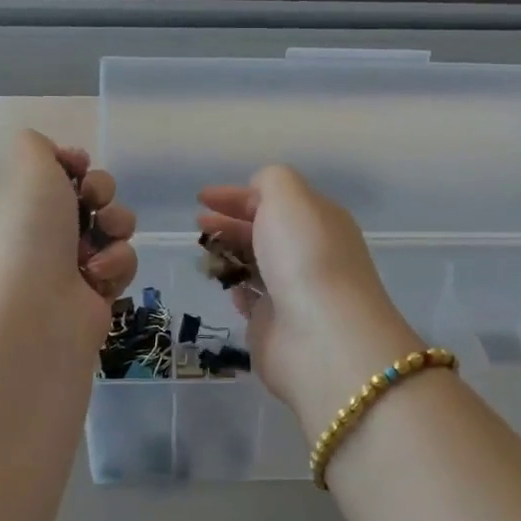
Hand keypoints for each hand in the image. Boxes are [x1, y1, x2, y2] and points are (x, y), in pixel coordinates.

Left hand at [0, 131, 136, 349]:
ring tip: (100, 244)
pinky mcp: (95, 290)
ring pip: (113, 226)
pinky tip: (96, 278)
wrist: (36, 312)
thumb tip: (57, 159)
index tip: (79, 167)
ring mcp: (67, 262)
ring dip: (115, 227)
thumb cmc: (27, 232)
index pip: (54, 170)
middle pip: (90, 193)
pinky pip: (122, 261)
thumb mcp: (26, 166)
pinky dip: (116, 265)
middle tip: (94, 202)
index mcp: (15, 200)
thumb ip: (36, 144)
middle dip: (102, 192)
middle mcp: (39, 230)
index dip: (74, 164)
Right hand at [197, 166, 423, 437]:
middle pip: (266, 231)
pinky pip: (253, 300)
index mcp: (320, 220)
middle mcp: (311, 254)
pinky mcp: (277, 326)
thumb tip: (258, 196)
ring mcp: (295, 291)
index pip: (276, 199)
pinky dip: (238, 289)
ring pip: (258, 264)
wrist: (321, 337)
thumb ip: (271, 183)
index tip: (202, 198)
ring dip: (231, 254)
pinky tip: (224, 285)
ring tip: (203, 252)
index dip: (238, 195)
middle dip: (231, 223)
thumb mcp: (289, 198)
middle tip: (199, 224)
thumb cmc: (304, 257)